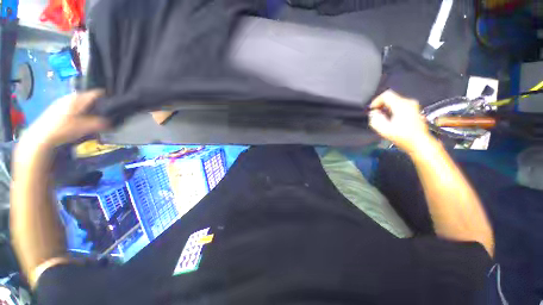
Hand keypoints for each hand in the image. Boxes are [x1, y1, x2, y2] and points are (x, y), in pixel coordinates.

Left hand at [20, 90, 108, 149]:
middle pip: (88, 97)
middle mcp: (70, 96)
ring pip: (80, 102)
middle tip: (106, 112)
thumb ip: (100, 123)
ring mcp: (62, 102)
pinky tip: (80, 119)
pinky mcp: (57, 108)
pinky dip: (80, 110)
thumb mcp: (85, 127)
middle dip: (98, 103)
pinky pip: (74, 106)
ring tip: (94, 116)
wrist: (41, 136)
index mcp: (78, 98)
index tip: (115, 102)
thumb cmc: (64, 129)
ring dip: (88, 108)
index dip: (107, 96)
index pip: (97, 93)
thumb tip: (112, 122)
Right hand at [369, 90, 433, 153]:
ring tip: (382, 118)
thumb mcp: (384, 129)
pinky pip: (400, 106)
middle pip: (391, 97)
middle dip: (381, 105)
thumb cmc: (402, 137)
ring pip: (395, 101)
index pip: (386, 95)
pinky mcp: (415, 111)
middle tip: (375, 115)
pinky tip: (391, 120)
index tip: (372, 110)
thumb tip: (373, 113)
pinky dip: (392, 110)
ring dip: (386, 108)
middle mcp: (409, 102)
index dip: (376, 101)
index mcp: (401, 105)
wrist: (420, 143)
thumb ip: (375, 119)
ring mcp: (413, 106)